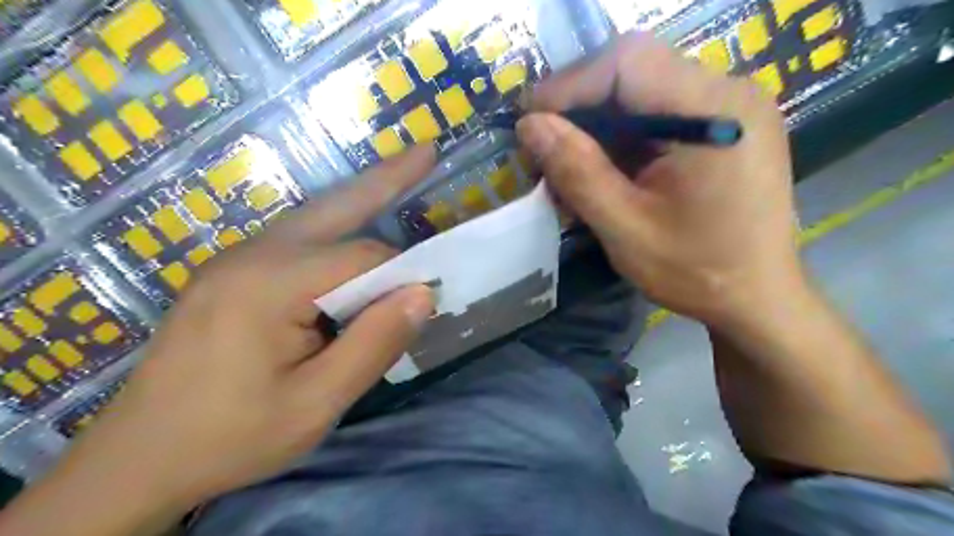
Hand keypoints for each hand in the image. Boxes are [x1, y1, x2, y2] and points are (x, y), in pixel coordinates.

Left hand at [17, 147, 434, 530]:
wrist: (137, 461)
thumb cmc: (232, 437)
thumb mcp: (316, 404)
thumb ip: (374, 344)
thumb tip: (423, 293)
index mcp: (270, 284)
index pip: (361, 257)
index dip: (401, 273)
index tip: (427, 297)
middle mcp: (252, 256)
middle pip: (334, 207)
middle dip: (385, 179)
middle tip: (426, 152)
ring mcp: (236, 260)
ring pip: (314, 218)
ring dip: (360, 199)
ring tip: (401, 176)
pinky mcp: (232, 274)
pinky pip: (297, 239)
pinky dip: (335, 228)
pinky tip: (353, 233)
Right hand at [519, 34, 798, 326]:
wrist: (759, 298)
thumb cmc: (697, 272)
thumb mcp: (625, 227)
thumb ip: (577, 171)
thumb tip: (529, 125)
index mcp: (713, 112)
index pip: (627, 62)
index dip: (569, 86)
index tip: (530, 124)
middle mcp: (728, 93)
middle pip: (634, 71)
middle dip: (579, 107)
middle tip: (543, 148)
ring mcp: (729, 108)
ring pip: (641, 92)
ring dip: (597, 125)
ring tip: (567, 165)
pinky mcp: (722, 127)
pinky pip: (658, 114)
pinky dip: (621, 138)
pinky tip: (603, 170)